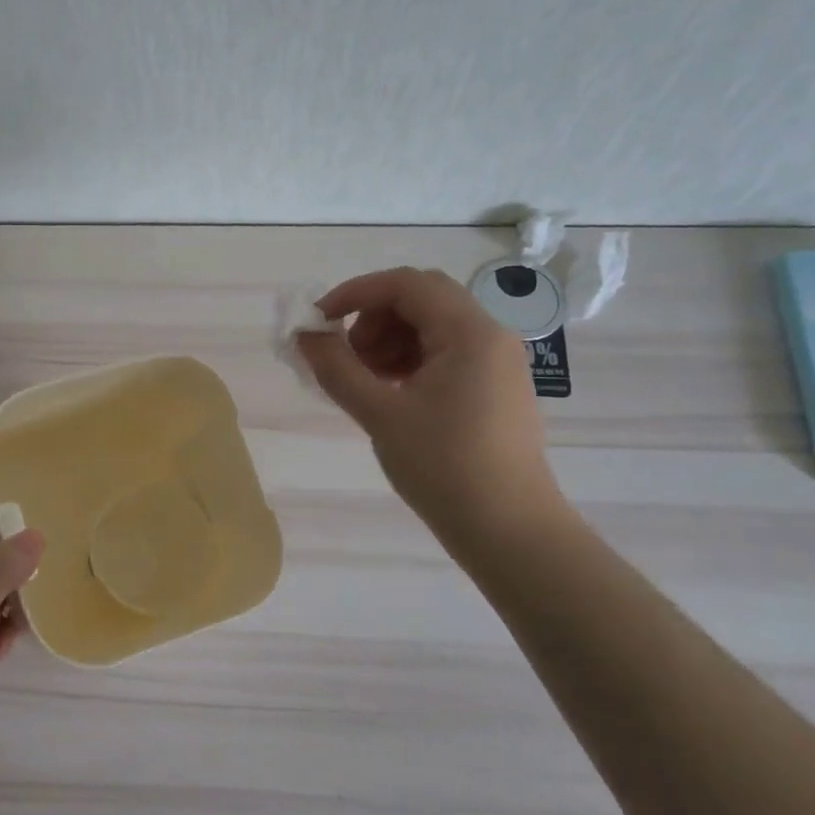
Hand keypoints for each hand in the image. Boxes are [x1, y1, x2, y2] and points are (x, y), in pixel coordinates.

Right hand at [296, 267, 561, 540]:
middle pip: (422, 299)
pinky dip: (411, 360)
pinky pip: (446, 354)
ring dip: (391, 340)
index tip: (319, 322)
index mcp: (469, 332)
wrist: (509, 530)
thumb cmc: (444, 467)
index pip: (406, 284)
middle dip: (373, 318)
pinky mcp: (496, 388)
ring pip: (433, 326)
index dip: (355, 293)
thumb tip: (305, 335)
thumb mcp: (380, 415)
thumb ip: (337, 368)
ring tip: (366, 382)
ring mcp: (497, 362)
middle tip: (347, 357)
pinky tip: (391, 394)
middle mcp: (490, 335)